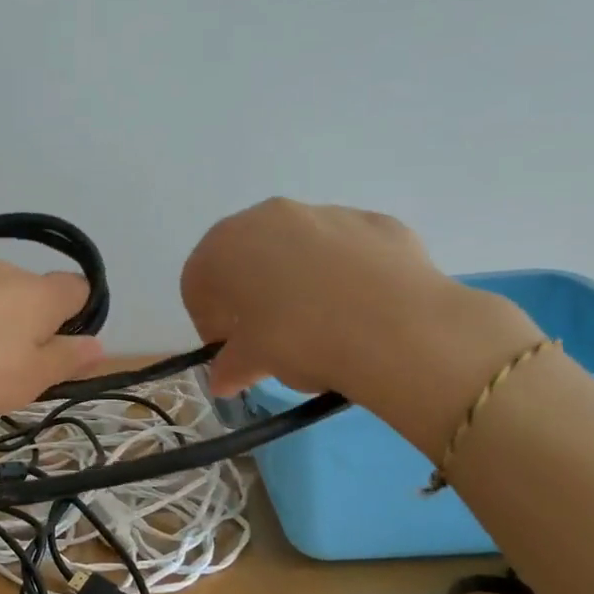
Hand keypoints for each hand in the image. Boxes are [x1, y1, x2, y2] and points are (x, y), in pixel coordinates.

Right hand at [180, 199, 540, 446]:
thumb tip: (222, 380)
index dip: (209, 319)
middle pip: (247, 257)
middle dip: (251, 293)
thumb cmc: (299, 339)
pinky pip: (346, 250)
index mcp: (224, 248)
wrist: (395, 327)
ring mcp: (324, 212)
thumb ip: (231, 366)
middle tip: (268, 334)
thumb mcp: (254, 362)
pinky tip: (360, 307)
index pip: (198, 283)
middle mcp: (267, 217)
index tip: (227, 349)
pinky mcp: (373, 222)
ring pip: (298, 248)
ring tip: (321, 322)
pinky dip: (345, 273)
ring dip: (298, 279)